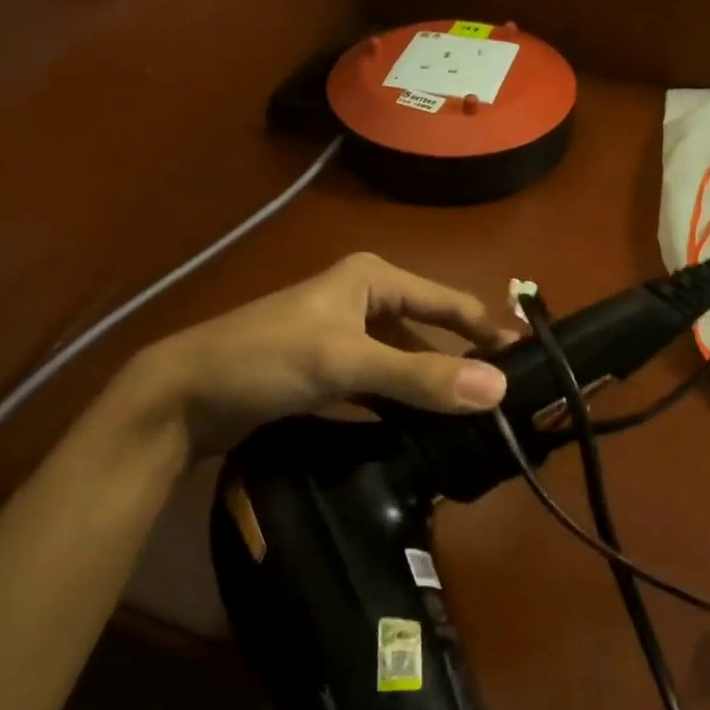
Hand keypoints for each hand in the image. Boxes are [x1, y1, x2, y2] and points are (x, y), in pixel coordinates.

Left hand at [121, 252, 515, 453]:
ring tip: (473, 424)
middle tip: (504, 405)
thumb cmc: (265, 358)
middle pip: (429, 334)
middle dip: (462, 366)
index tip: (528, 365)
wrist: (180, 396)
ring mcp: (343, 338)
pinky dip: (401, 405)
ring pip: (405, 363)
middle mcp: (363, 300)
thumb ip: (421, 375)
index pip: (449, 303)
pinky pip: (380, 386)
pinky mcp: (327, 372)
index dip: (488, 332)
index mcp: (373, 278)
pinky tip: (424, 431)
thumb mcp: (347, 363)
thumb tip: (499, 389)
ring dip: (432, 390)